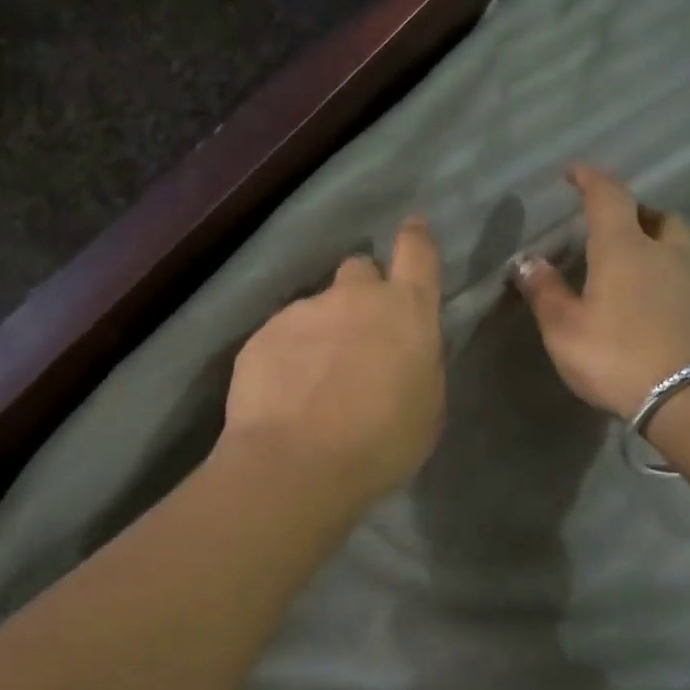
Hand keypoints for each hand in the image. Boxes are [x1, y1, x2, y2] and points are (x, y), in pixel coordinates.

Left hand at [221, 215, 445, 505]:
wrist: (296, 464)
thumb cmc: (381, 442)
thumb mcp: (427, 406)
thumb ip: (419, 362)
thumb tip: (405, 347)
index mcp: (405, 311)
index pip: (417, 251)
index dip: (416, 236)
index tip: (414, 226)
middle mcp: (354, 297)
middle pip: (360, 269)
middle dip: (363, 292)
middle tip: (359, 334)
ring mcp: (303, 311)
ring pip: (318, 308)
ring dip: (322, 332)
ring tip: (315, 381)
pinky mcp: (262, 334)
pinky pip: (282, 335)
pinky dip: (288, 356)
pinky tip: (285, 394)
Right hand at [513, 165, 689, 419]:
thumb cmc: (618, 357)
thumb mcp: (565, 329)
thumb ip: (545, 292)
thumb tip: (526, 260)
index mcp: (625, 247)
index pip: (609, 195)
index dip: (591, 178)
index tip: (574, 171)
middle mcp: (665, 252)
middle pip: (655, 213)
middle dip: (633, 210)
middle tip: (610, 225)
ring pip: (676, 242)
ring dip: (654, 239)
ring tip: (631, 262)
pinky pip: (686, 272)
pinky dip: (666, 271)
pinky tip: (650, 298)